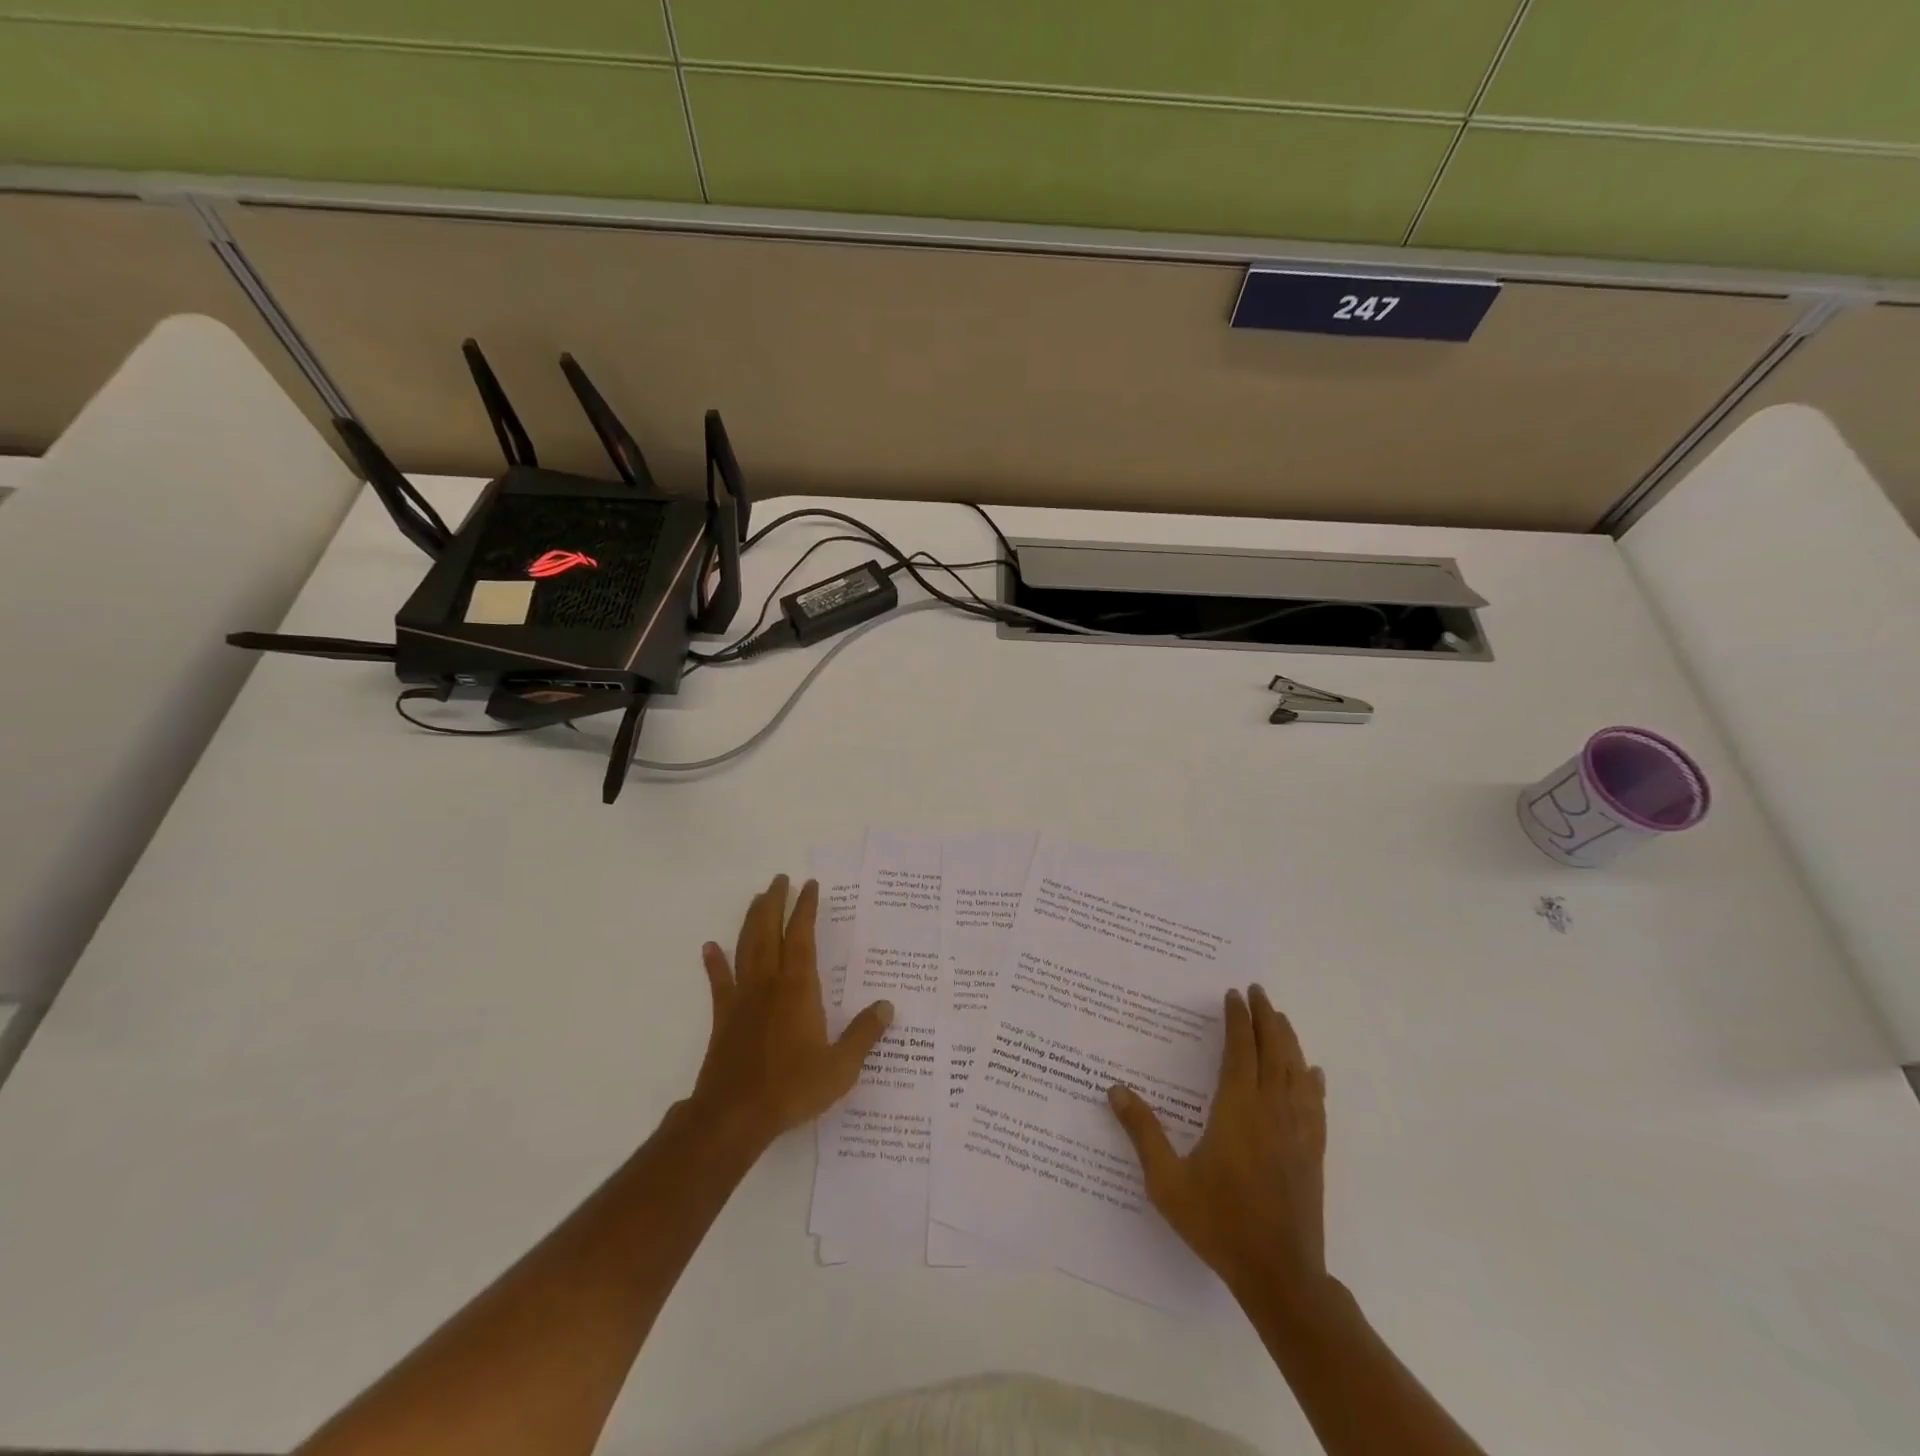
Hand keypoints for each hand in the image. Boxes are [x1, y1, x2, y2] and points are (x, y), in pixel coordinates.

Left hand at [689, 874, 893, 1150]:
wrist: (734, 1116)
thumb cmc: (792, 1088)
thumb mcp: (841, 1067)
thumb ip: (864, 1034)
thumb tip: (887, 1006)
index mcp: (799, 989)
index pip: (803, 937)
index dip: (806, 908)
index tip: (809, 885)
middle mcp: (769, 984)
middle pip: (770, 932)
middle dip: (775, 903)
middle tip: (780, 879)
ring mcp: (743, 999)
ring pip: (746, 948)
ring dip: (752, 921)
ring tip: (757, 898)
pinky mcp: (724, 1018)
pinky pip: (719, 983)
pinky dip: (715, 963)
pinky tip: (711, 947)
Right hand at [1108, 984, 1327, 1299]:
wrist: (1280, 1274)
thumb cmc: (1219, 1223)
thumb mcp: (1167, 1181)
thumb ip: (1142, 1132)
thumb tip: (1115, 1089)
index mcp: (1237, 1110)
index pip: (1240, 1050)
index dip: (1237, 1019)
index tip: (1233, 994)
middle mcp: (1271, 1110)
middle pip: (1273, 1051)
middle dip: (1265, 1017)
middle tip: (1257, 991)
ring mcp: (1298, 1131)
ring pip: (1297, 1072)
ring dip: (1288, 1040)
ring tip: (1280, 1018)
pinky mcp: (1314, 1153)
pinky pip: (1316, 1105)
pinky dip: (1312, 1081)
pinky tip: (1312, 1073)